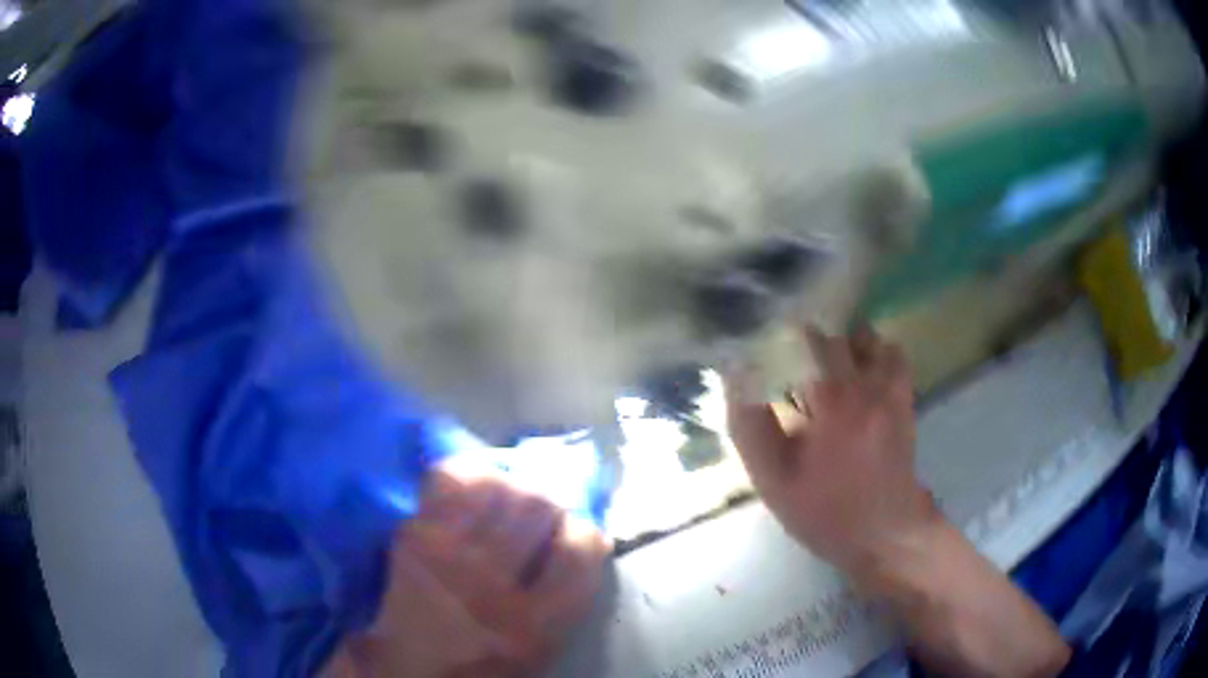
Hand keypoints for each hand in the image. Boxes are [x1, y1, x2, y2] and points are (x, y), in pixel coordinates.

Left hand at [327, 467, 610, 677]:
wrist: (407, 668)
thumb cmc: (484, 663)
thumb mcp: (542, 646)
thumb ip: (568, 597)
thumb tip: (590, 536)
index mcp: (531, 625)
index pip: (577, 553)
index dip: (584, 533)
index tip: (575, 532)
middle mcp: (491, 586)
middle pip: (538, 507)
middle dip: (548, 504)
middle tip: (540, 514)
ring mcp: (446, 556)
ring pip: (498, 487)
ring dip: (511, 486)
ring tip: (507, 498)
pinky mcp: (413, 535)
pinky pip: (450, 480)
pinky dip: (468, 473)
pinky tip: (472, 488)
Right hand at [726, 325, 937, 575]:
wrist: (883, 534)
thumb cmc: (825, 512)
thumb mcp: (774, 482)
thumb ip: (750, 428)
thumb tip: (734, 377)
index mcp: (832, 402)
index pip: (805, 339)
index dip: (780, 334)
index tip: (763, 341)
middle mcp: (866, 385)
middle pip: (836, 333)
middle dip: (809, 338)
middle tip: (790, 358)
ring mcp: (891, 389)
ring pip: (868, 338)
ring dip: (844, 341)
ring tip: (826, 363)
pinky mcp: (905, 399)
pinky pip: (894, 354)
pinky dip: (876, 353)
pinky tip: (860, 374)